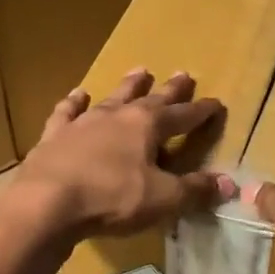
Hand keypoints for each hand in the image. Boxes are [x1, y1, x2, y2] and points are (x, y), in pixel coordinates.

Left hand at [10, 69, 233, 239]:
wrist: (47, 202)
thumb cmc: (112, 199)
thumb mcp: (162, 199)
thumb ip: (194, 190)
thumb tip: (227, 183)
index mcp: (147, 126)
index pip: (183, 117)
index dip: (201, 112)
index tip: (216, 103)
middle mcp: (117, 116)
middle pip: (150, 99)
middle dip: (170, 90)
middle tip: (183, 74)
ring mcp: (83, 123)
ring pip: (111, 98)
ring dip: (127, 86)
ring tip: (140, 70)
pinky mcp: (54, 137)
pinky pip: (67, 113)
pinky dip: (74, 103)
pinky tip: (79, 94)